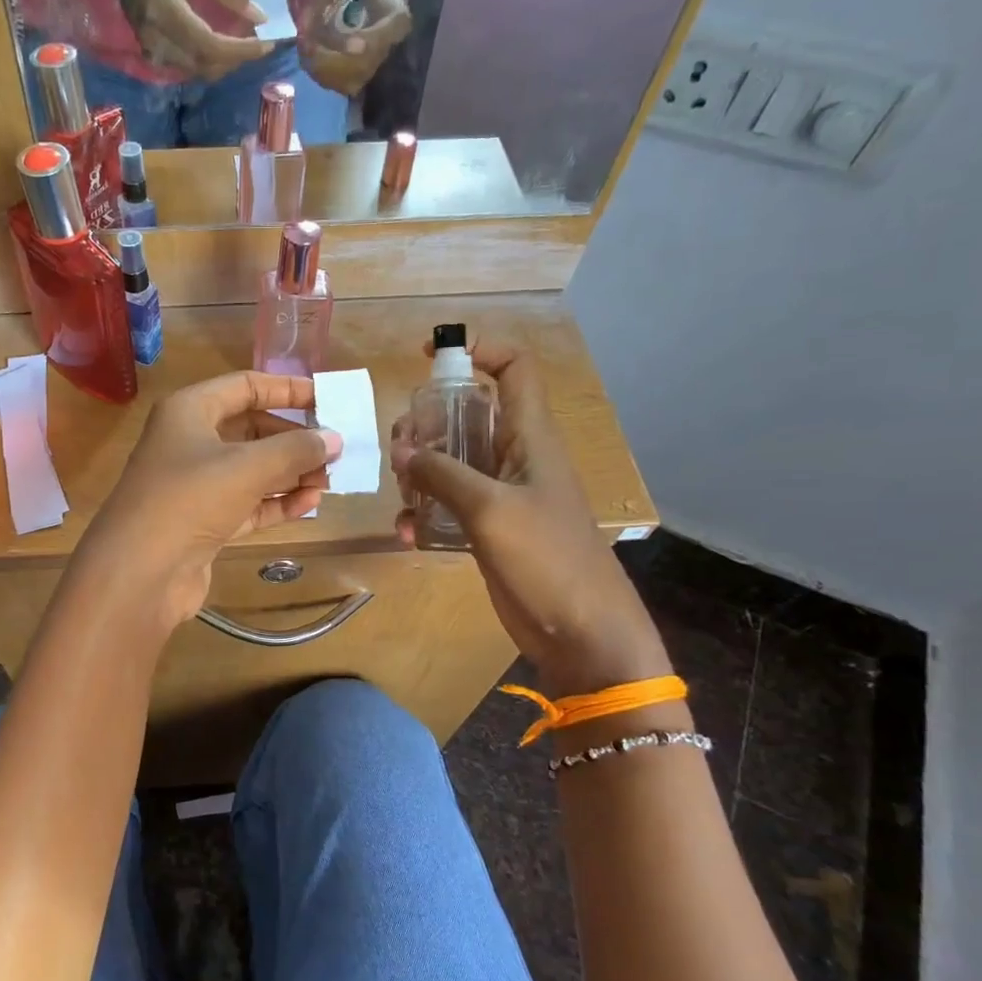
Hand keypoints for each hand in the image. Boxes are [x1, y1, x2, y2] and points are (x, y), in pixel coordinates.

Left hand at [80, 371, 341, 632]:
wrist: (140, 572)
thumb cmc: (190, 499)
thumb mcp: (247, 467)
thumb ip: (295, 449)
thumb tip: (333, 439)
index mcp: (189, 412)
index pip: (244, 387)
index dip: (286, 389)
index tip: (326, 397)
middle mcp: (189, 442)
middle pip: (251, 430)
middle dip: (293, 440)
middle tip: (334, 450)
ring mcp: (195, 486)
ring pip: (252, 471)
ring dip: (290, 474)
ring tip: (330, 481)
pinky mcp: (203, 523)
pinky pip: (248, 504)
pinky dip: (277, 503)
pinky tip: (310, 505)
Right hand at [108, 0, 277, 78]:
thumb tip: (258, 15)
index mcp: (164, 12)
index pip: (209, 45)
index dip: (240, 50)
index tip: (267, 43)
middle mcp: (157, 41)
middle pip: (207, 65)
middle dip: (238, 58)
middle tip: (263, 42)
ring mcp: (153, 53)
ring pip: (200, 71)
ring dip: (226, 62)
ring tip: (248, 43)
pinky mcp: (154, 56)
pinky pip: (190, 67)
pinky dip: (212, 60)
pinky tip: (225, 45)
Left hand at [299, 0, 411, 95]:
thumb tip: (303, 30)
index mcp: (393, 7)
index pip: (388, 31)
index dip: (365, 42)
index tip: (341, 44)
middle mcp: (391, 40)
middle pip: (363, 64)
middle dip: (329, 59)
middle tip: (303, 44)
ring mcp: (378, 59)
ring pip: (351, 81)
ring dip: (322, 70)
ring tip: (305, 47)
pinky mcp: (364, 71)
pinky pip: (343, 85)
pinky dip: (323, 76)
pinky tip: (311, 58)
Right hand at [392, 337, 669, 693]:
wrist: (580, 631)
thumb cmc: (547, 559)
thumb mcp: (490, 509)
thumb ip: (443, 474)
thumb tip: (403, 451)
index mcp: (530, 437)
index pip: (513, 369)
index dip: (479, 349)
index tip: (431, 355)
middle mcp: (514, 457)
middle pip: (467, 415)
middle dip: (428, 423)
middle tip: (401, 447)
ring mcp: (500, 494)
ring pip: (451, 461)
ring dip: (419, 471)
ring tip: (402, 493)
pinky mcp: (487, 528)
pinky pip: (448, 504)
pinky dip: (425, 512)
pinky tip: (408, 533)